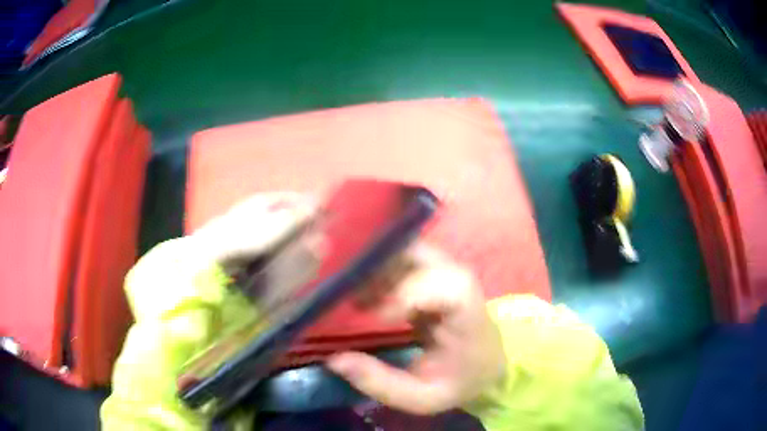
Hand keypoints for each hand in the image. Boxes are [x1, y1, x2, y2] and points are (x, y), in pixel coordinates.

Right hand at [326, 247, 506, 414]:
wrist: (482, 366)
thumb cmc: (457, 382)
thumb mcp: (421, 397)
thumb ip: (380, 383)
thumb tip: (335, 360)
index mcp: (468, 313)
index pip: (447, 287)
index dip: (409, 293)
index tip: (375, 316)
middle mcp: (459, 281)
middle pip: (422, 256)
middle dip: (382, 271)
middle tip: (352, 296)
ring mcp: (445, 271)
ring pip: (408, 250)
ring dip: (377, 268)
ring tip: (354, 295)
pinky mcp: (431, 271)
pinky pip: (402, 257)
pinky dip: (379, 269)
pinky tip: (362, 292)